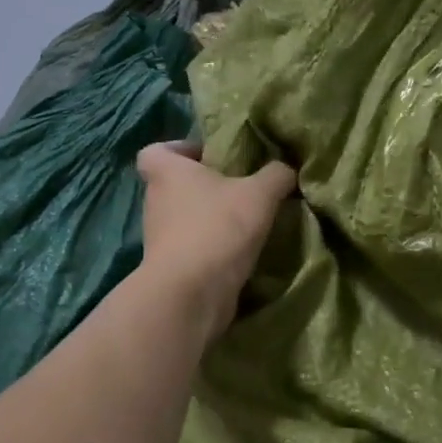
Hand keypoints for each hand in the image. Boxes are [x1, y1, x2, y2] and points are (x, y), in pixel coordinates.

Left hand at [136, 141, 296, 342]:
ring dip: (210, 219)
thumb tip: (286, 169)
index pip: (155, 150)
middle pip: (175, 185)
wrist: (192, 293)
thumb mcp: (260, 193)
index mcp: (167, 172)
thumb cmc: (219, 228)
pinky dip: (212, 248)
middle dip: (204, 187)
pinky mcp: (170, 267)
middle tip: (240, 189)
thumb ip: (276, 175)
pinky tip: (241, 251)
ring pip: (185, 218)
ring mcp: (159, 237)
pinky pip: (192, 247)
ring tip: (246, 222)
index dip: (180, 150)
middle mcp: (155, 201)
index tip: (209, 157)